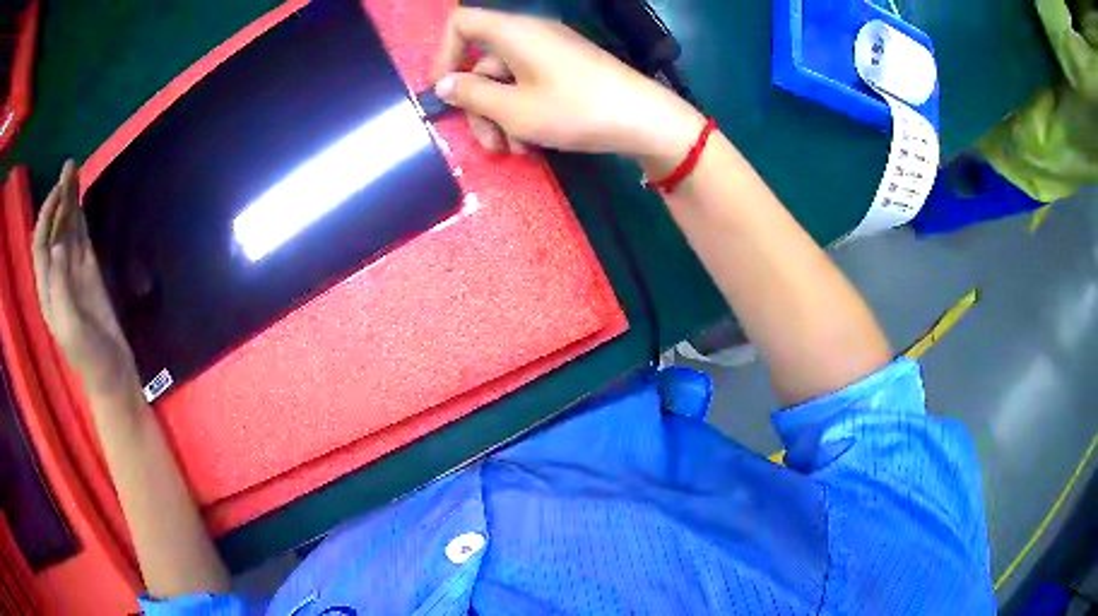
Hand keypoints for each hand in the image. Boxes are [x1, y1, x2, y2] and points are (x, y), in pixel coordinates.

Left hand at [32, 161, 138, 395]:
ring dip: (70, 201)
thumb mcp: (70, 327)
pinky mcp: (89, 271)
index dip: (46, 214)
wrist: (111, 371)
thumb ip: (61, 288)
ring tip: (75, 171)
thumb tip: (59, 244)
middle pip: (54, 229)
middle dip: (59, 198)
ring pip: (68, 228)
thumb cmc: (88, 355)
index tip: (59, 189)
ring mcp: (73, 271)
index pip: (41, 242)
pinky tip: (80, 199)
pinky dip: (80, 216)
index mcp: (48, 288)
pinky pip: (81, 237)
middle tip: (70, 167)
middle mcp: (57, 274)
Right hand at [430, 8, 705, 176]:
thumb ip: (472, 95)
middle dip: (479, 106)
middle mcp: (530, 34)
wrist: (645, 120)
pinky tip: (533, 144)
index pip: (461, 24)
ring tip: (516, 151)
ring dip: (502, 118)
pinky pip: (530, 85)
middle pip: (483, 62)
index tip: (442, 92)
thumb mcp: (514, 109)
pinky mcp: (567, 70)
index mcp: (513, 32)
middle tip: (489, 145)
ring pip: (506, 80)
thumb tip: (444, 85)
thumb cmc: (575, 110)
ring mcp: (551, 52)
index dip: (443, 55)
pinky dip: (524, 113)